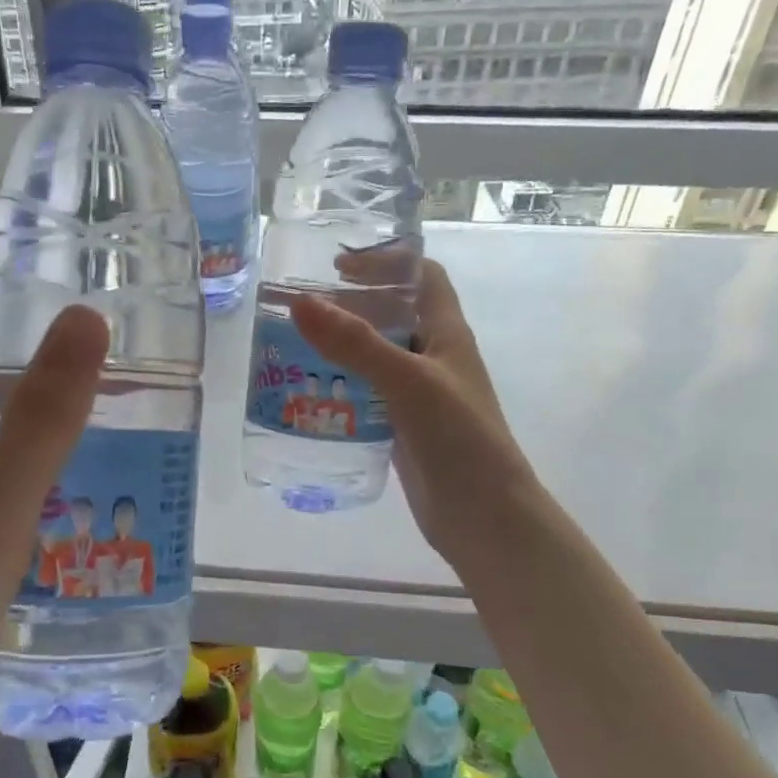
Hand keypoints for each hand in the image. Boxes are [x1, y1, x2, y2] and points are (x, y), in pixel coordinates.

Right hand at [291, 259, 538, 576]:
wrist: (483, 515)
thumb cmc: (458, 438)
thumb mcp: (407, 382)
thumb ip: (355, 343)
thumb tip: (300, 302)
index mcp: (446, 333)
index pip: (423, 277)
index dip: (387, 261)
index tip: (339, 265)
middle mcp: (434, 358)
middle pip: (393, 315)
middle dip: (352, 307)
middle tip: (302, 311)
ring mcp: (419, 395)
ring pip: (377, 358)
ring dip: (342, 349)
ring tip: (293, 350)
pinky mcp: (404, 428)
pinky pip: (369, 395)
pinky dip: (343, 387)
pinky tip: (311, 395)